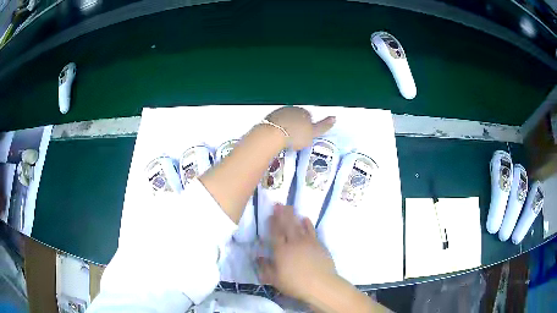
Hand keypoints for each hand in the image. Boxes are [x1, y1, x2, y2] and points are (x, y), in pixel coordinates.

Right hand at [258, 204, 336, 301]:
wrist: (320, 284)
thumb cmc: (295, 284)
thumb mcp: (275, 280)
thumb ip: (265, 268)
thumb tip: (258, 257)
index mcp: (281, 251)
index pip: (275, 233)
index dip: (273, 223)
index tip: (271, 213)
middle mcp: (294, 243)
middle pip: (287, 225)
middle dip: (282, 214)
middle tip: (279, 203)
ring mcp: (308, 242)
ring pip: (299, 225)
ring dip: (294, 216)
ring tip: (290, 207)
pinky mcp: (318, 244)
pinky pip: (312, 230)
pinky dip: (308, 224)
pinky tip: (305, 219)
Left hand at [265, 106, 334, 149]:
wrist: (273, 135)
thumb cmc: (294, 134)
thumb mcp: (313, 133)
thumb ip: (324, 126)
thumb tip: (334, 118)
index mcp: (304, 111)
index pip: (309, 117)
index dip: (308, 128)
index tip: (305, 136)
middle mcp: (291, 109)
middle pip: (297, 117)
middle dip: (297, 125)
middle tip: (297, 139)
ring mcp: (279, 113)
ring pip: (286, 119)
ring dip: (287, 127)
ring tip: (287, 140)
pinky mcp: (269, 118)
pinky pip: (276, 123)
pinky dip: (277, 128)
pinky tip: (278, 137)